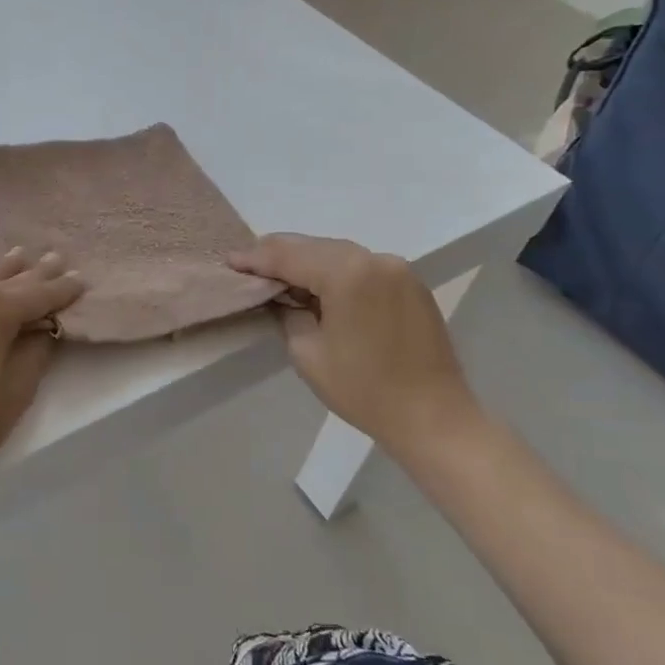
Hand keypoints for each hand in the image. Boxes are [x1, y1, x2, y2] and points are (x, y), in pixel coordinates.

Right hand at [228, 234, 481, 453]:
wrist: (434, 418)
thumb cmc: (364, 390)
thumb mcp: (308, 353)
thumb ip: (288, 313)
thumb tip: (282, 297)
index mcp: (347, 273)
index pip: (289, 255)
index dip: (256, 258)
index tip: (230, 261)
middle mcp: (374, 259)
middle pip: (314, 246)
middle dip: (280, 255)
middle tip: (249, 266)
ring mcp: (398, 269)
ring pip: (339, 253)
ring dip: (308, 262)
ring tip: (279, 277)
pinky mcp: (411, 284)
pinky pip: (362, 267)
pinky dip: (336, 271)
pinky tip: (320, 289)